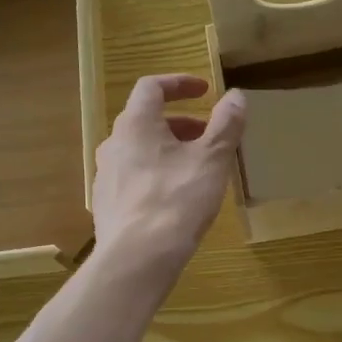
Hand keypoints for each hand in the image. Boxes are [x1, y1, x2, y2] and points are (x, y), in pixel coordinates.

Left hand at [92, 73, 245, 272]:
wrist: (138, 258)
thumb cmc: (177, 200)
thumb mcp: (212, 160)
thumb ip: (226, 125)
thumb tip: (236, 95)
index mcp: (135, 124)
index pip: (152, 87)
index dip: (179, 83)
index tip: (204, 90)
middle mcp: (113, 143)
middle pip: (146, 120)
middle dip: (180, 123)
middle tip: (208, 137)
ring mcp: (105, 175)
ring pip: (139, 151)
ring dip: (167, 150)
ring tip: (195, 169)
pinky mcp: (106, 204)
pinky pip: (133, 177)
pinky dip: (155, 174)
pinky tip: (174, 199)